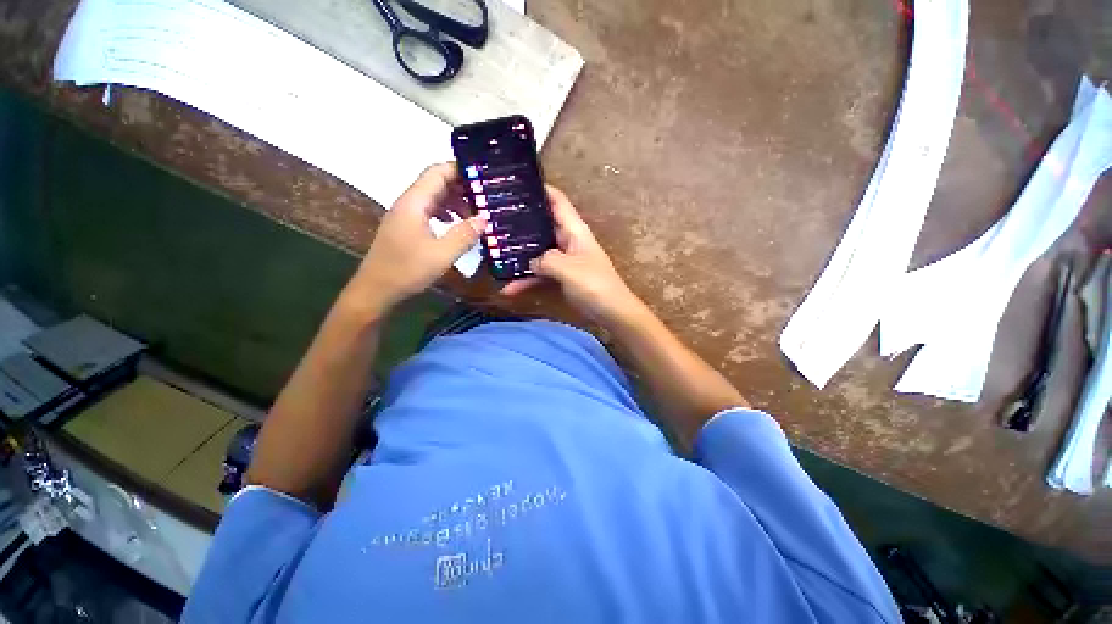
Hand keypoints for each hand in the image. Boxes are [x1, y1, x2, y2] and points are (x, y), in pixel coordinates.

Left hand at [347, 163, 485, 315]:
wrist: (376, 290)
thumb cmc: (407, 270)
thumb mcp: (442, 254)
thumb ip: (464, 234)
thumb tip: (484, 219)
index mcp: (414, 202)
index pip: (438, 172)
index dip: (460, 170)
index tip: (484, 177)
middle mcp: (408, 203)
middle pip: (436, 182)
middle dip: (462, 186)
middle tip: (486, 197)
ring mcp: (406, 215)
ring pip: (434, 197)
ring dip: (455, 201)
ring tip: (476, 213)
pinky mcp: (407, 227)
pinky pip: (429, 211)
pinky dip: (446, 213)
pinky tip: (457, 224)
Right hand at [503, 185, 644, 326]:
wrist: (611, 312)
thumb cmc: (594, 284)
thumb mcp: (568, 268)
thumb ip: (546, 260)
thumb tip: (531, 261)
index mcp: (574, 230)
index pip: (557, 201)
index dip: (540, 189)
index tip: (515, 183)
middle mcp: (567, 240)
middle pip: (541, 225)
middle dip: (520, 222)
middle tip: (492, 218)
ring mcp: (563, 259)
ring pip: (537, 251)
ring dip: (519, 255)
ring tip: (493, 253)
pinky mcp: (560, 276)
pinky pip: (539, 273)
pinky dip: (526, 280)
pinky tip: (509, 288)